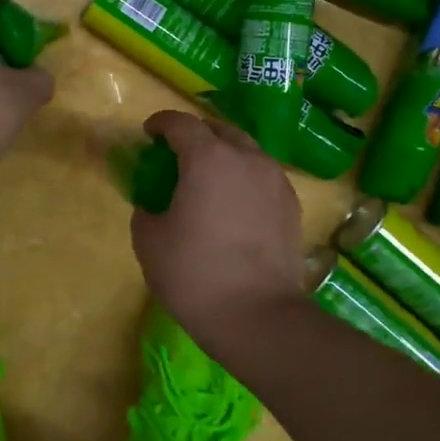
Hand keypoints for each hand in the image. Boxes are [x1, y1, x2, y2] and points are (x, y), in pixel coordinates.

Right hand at [130, 110, 305, 360]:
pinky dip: (245, 179)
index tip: (149, 133)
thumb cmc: (195, 273)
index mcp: (208, 158)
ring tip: (209, 180)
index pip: (181, 123)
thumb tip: (153, 206)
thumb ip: (146, 211)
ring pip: (247, 152)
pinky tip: (235, 206)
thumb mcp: (150, 241)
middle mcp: (247, 158)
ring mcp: (276, 181)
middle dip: (196, 135)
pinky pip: (264, 178)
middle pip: (219, 131)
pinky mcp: (292, 206)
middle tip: (178, 156)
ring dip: (225, 156)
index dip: (161, 123)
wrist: (259, 317)